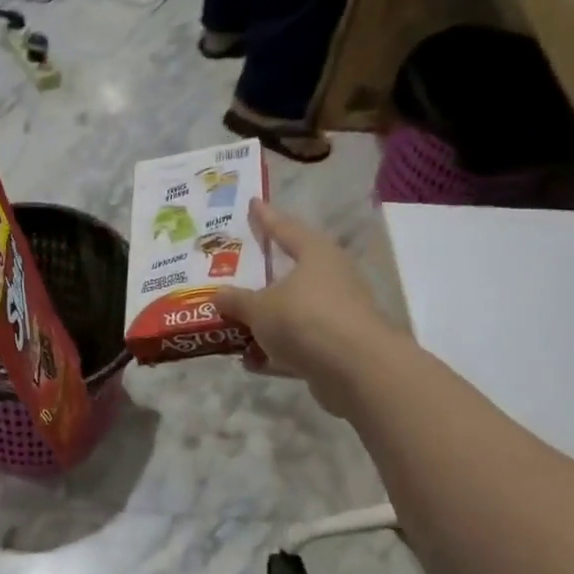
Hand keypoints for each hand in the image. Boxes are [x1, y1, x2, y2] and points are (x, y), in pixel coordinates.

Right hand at [212, 200, 396, 415]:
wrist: (356, 370)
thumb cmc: (305, 319)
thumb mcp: (259, 308)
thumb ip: (236, 300)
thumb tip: (218, 295)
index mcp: (316, 254)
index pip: (285, 228)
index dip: (266, 217)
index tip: (252, 203)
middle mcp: (331, 279)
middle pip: (290, 272)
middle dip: (262, 277)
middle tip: (235, 271)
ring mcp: (336, 315)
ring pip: (293, 312)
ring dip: (266, 320)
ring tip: (234, 323)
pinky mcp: (336, 349)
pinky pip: (297, 344)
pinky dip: (276, 351)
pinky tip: (251, 361)